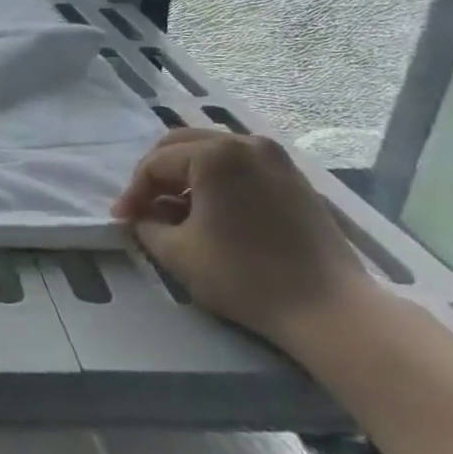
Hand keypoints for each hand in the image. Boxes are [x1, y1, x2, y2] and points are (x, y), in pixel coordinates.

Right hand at [112, 129, 373, 348]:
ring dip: (186, 175)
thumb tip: (142, 216)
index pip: (156, 163)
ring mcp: (275, 158)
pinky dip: (217, 180)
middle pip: (182, 145)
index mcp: (214, 153)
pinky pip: (240, 165)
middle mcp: (245, 142)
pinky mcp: (294, 178)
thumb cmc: (246, 277)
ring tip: (175, 209)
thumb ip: (147, 225)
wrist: (331, 310)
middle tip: (143, 207)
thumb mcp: (178, 253)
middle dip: (157, 175)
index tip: (122, 220)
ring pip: (212, 152)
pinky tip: (211, 211)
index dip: (133, 192)